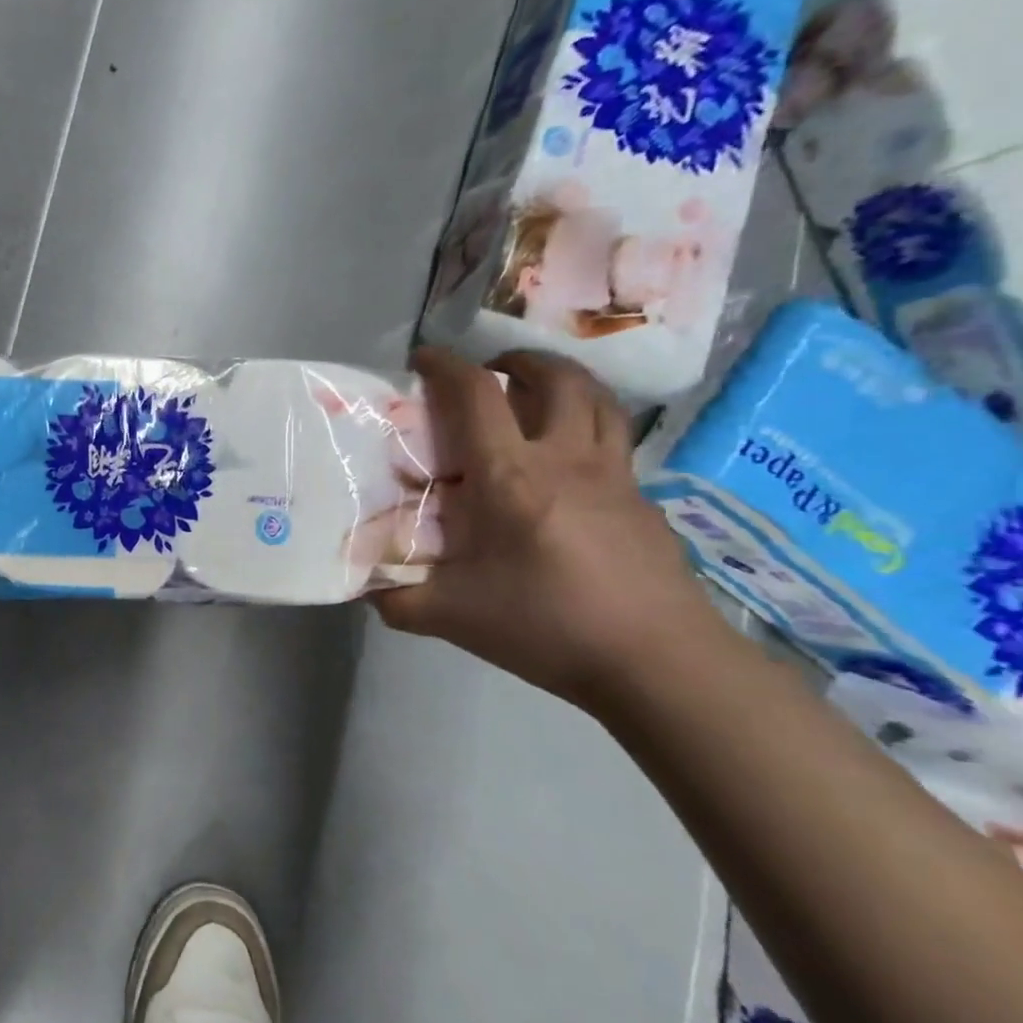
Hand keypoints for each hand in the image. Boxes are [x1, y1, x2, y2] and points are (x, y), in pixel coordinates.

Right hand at [372, 347, 719, 708]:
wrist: (657, 662)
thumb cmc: (545, 626)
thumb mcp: (450, 616)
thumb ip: (396, 597)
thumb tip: (364, 585)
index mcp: (510, 476)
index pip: (477, 394)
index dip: (446, 366)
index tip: (423, 359)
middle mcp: (566, 459)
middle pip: (556, 378)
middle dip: (519, 361)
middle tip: (493, 372)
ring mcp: (614, 476)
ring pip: (599, 400)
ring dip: (564, 381)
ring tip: (537, 395)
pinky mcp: (643, 500)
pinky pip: (615, 442)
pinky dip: (588, 428)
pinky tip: (568, 468)